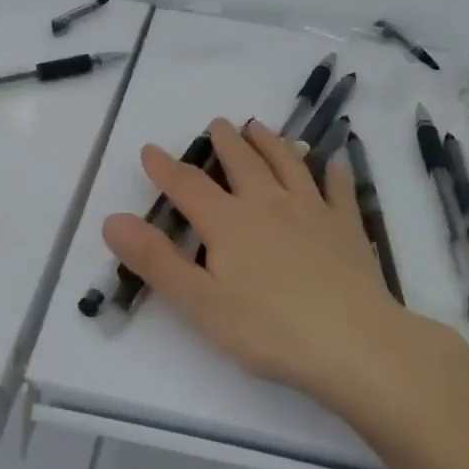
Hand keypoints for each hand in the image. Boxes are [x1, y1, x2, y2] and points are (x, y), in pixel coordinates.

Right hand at [101, 117, 435, 405]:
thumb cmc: (270, 330)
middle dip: (226, 142)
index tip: (150, 150)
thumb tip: (112, 219)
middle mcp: (269, 204)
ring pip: (288, 164)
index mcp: (229, 223)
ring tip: (260, 127)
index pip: (188, 186)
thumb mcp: (200, 303)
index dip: (165, 168)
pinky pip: (339, 190)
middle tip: (219, 123)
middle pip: (242, 163)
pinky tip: (334, 162)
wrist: (356, 345)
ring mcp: (313, 212)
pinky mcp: (348, 228)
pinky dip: (334, 172)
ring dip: (271, 143)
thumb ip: (156, 260)